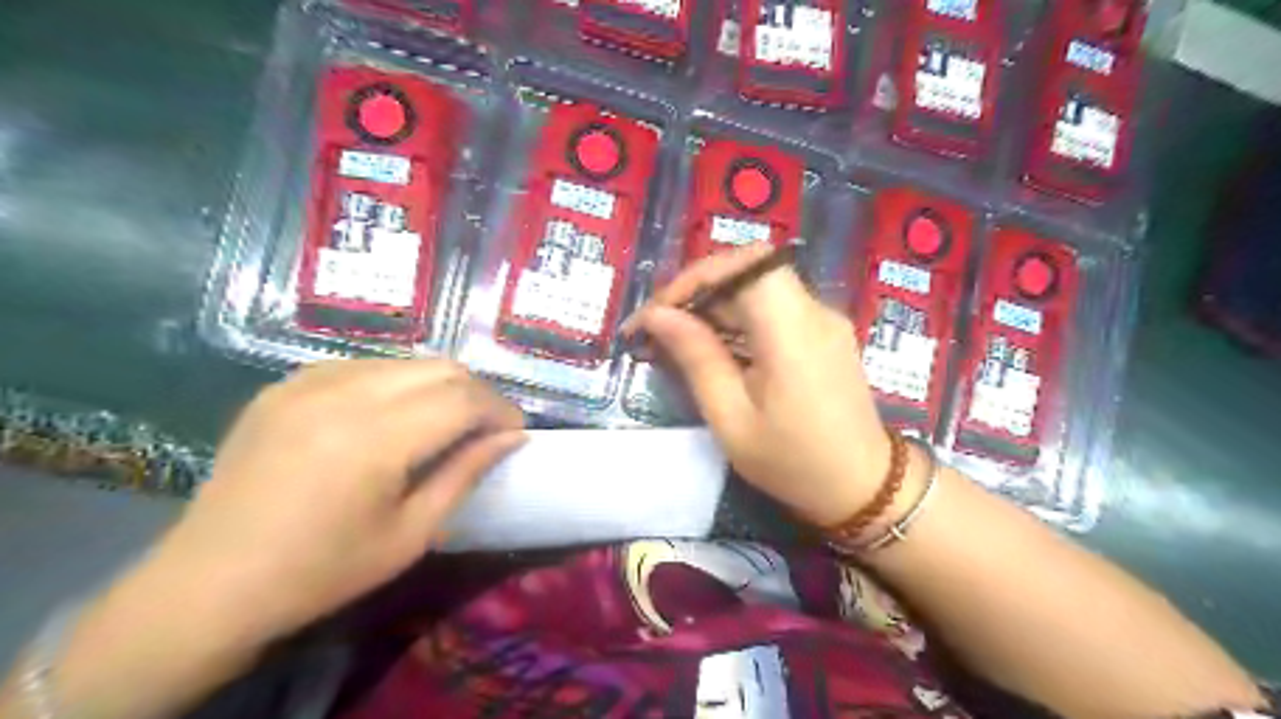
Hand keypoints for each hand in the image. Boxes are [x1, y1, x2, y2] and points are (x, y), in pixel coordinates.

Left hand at [150, 363, 523, 643]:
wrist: (208, 584)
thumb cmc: (322, 571)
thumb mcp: (412, 533)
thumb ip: (466, 474)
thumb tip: (511, 438)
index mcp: (375, 438)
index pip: (464, 397)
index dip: (500, 410)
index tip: (514, 433)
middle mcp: (343, 393)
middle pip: (441, 367)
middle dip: (477, 393)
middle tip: (486, 428)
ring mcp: (308, 382)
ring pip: (405, 360)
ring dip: (439, 385)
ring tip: (444, 422)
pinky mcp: (285, 384)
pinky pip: (363, 366)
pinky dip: (395, 383)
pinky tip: (392, 416)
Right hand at [624, 245, 892, 523]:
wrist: (864, 488)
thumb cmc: (793, 462)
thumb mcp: (732, 419)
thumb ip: (696, 358)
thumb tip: (657, 316)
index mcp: (793, 330)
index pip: (744, 264)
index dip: (696, 277)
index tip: (657, 312)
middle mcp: (814, 311)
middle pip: (749, 272)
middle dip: (697, 292)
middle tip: (657, 328)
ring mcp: (823, 320)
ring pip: (758, 288)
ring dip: (713, 306)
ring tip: (675, 340)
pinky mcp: (824, 333)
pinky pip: (773, 309)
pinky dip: (737, 320)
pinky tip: (714, 348)